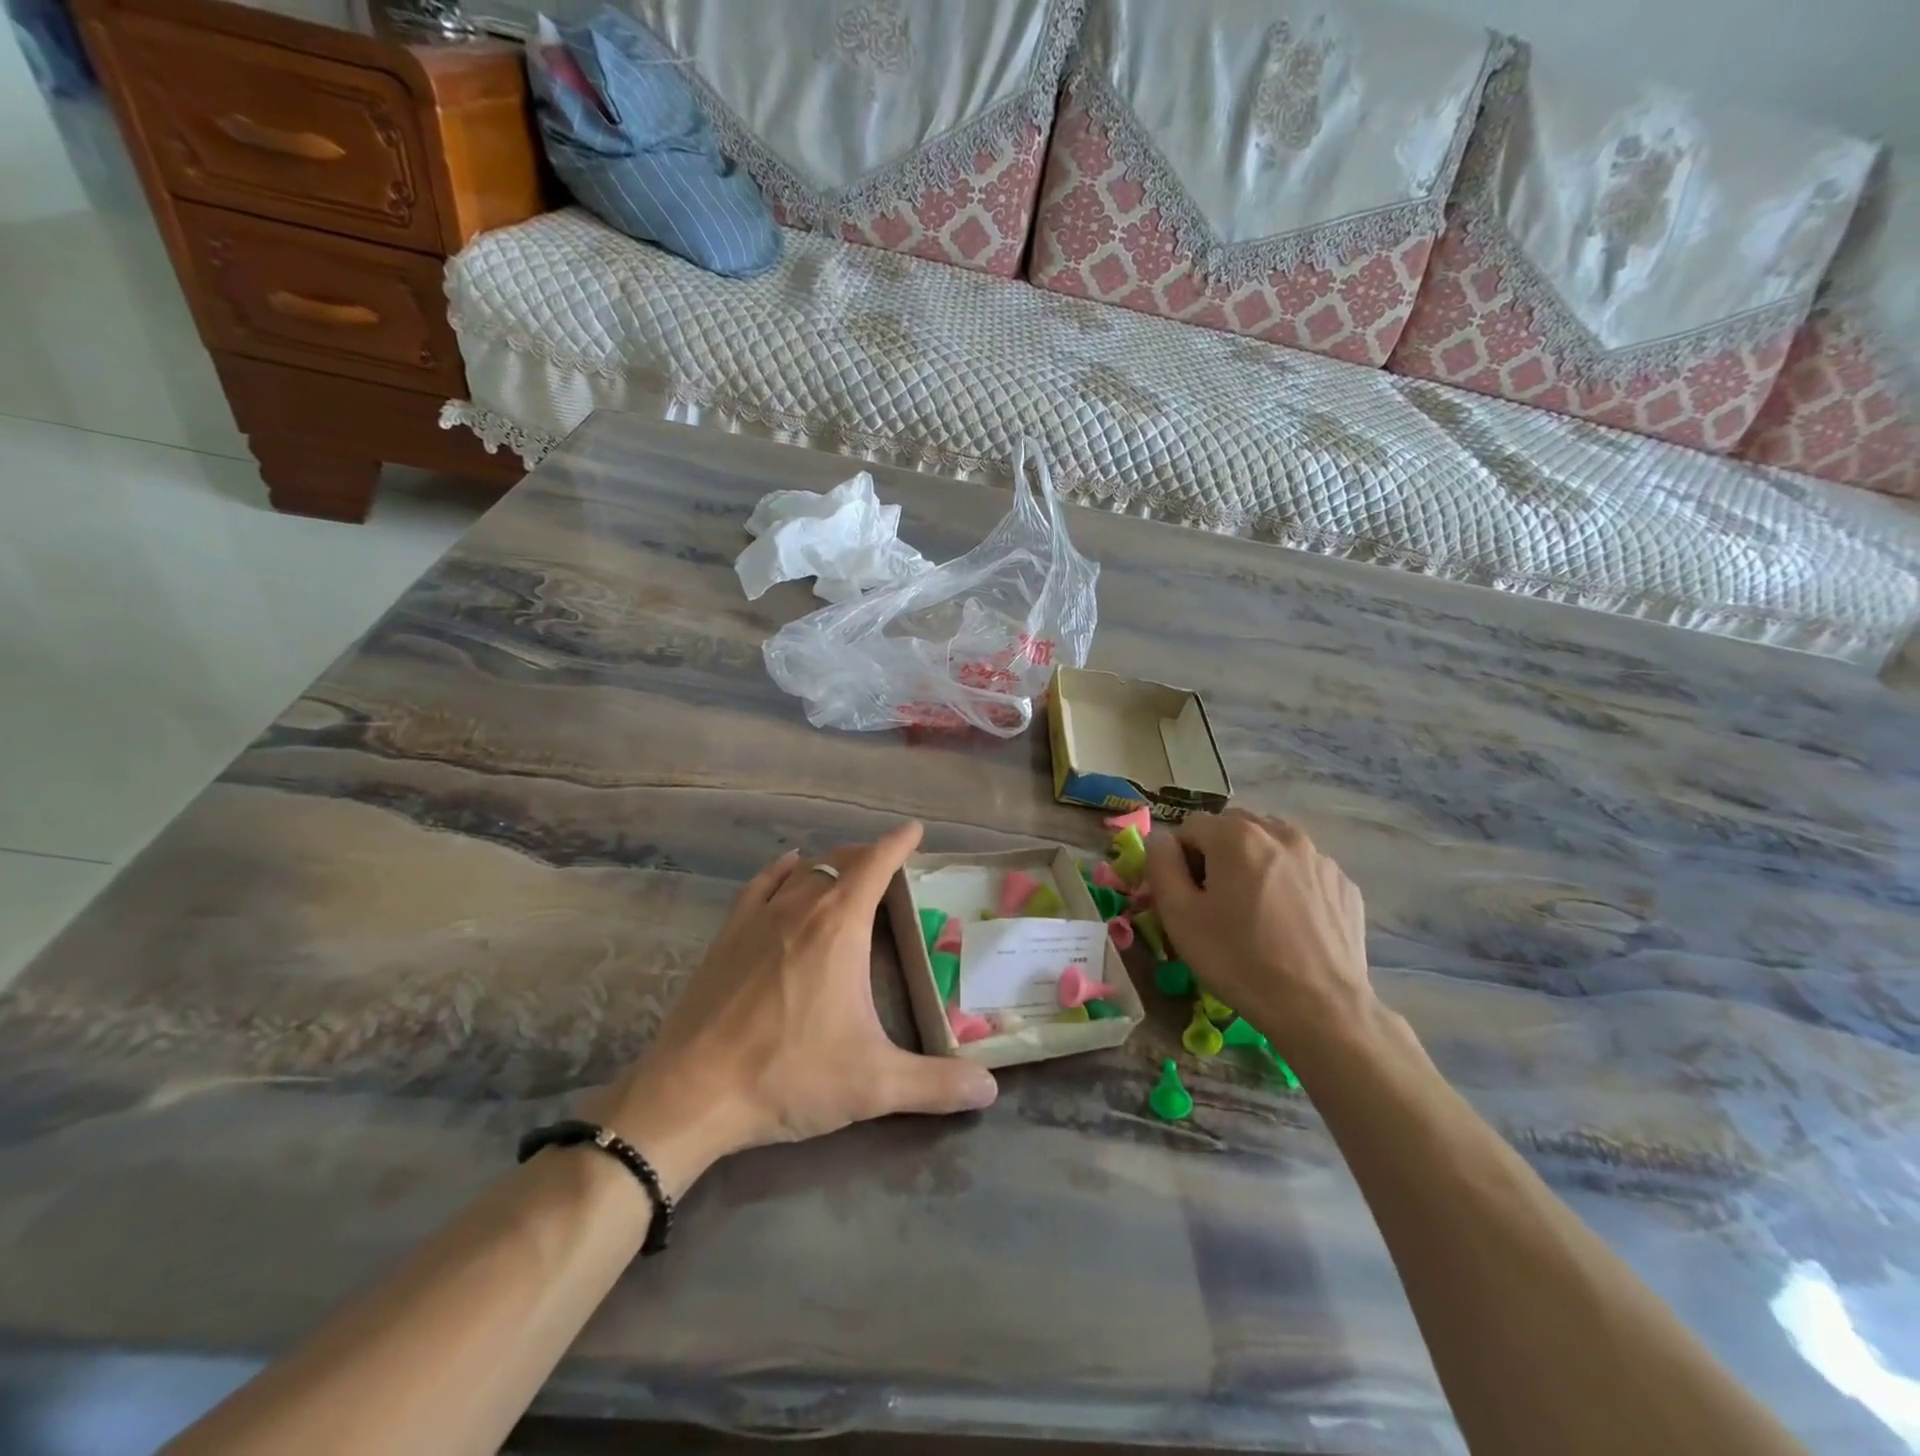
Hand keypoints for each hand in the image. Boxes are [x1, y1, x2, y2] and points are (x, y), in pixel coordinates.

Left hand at [587, 821, 997, 1195]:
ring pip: (802, 871)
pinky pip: (761, 885)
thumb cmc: (789, 1075)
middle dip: (868, 855)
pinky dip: (782, 870)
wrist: (692, 1092)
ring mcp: (758, 918)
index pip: (876, 865)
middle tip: (888, 864)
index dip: (898, 843)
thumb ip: (937, 1084)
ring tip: (847, 869)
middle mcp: (801, 908)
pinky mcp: (727, 936)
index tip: (914, 830)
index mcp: (840, 927)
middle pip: (840, 862)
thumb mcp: (874, 1084)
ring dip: (830, 864)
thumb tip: (989, 1090)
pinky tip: (788, 868)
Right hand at [1145, 809, 1373, 1056]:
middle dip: (1219, 856)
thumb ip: (1160, 864)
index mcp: (1237, 835)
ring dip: (1254, 866)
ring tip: (1256, 913)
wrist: (1321, 1010)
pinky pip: (1301, 870)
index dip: (1180, 860)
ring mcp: (1318, 857)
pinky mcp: (1343, 884)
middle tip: (1218, 904)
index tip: (1188, 897)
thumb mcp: (1179, 916)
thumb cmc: (1239, 961)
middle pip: (1233, 829)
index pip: (1191, 827)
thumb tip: (1161, 840)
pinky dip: (1288, 885)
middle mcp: (1280, 833)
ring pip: (1270, 847)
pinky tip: (1288, 925)